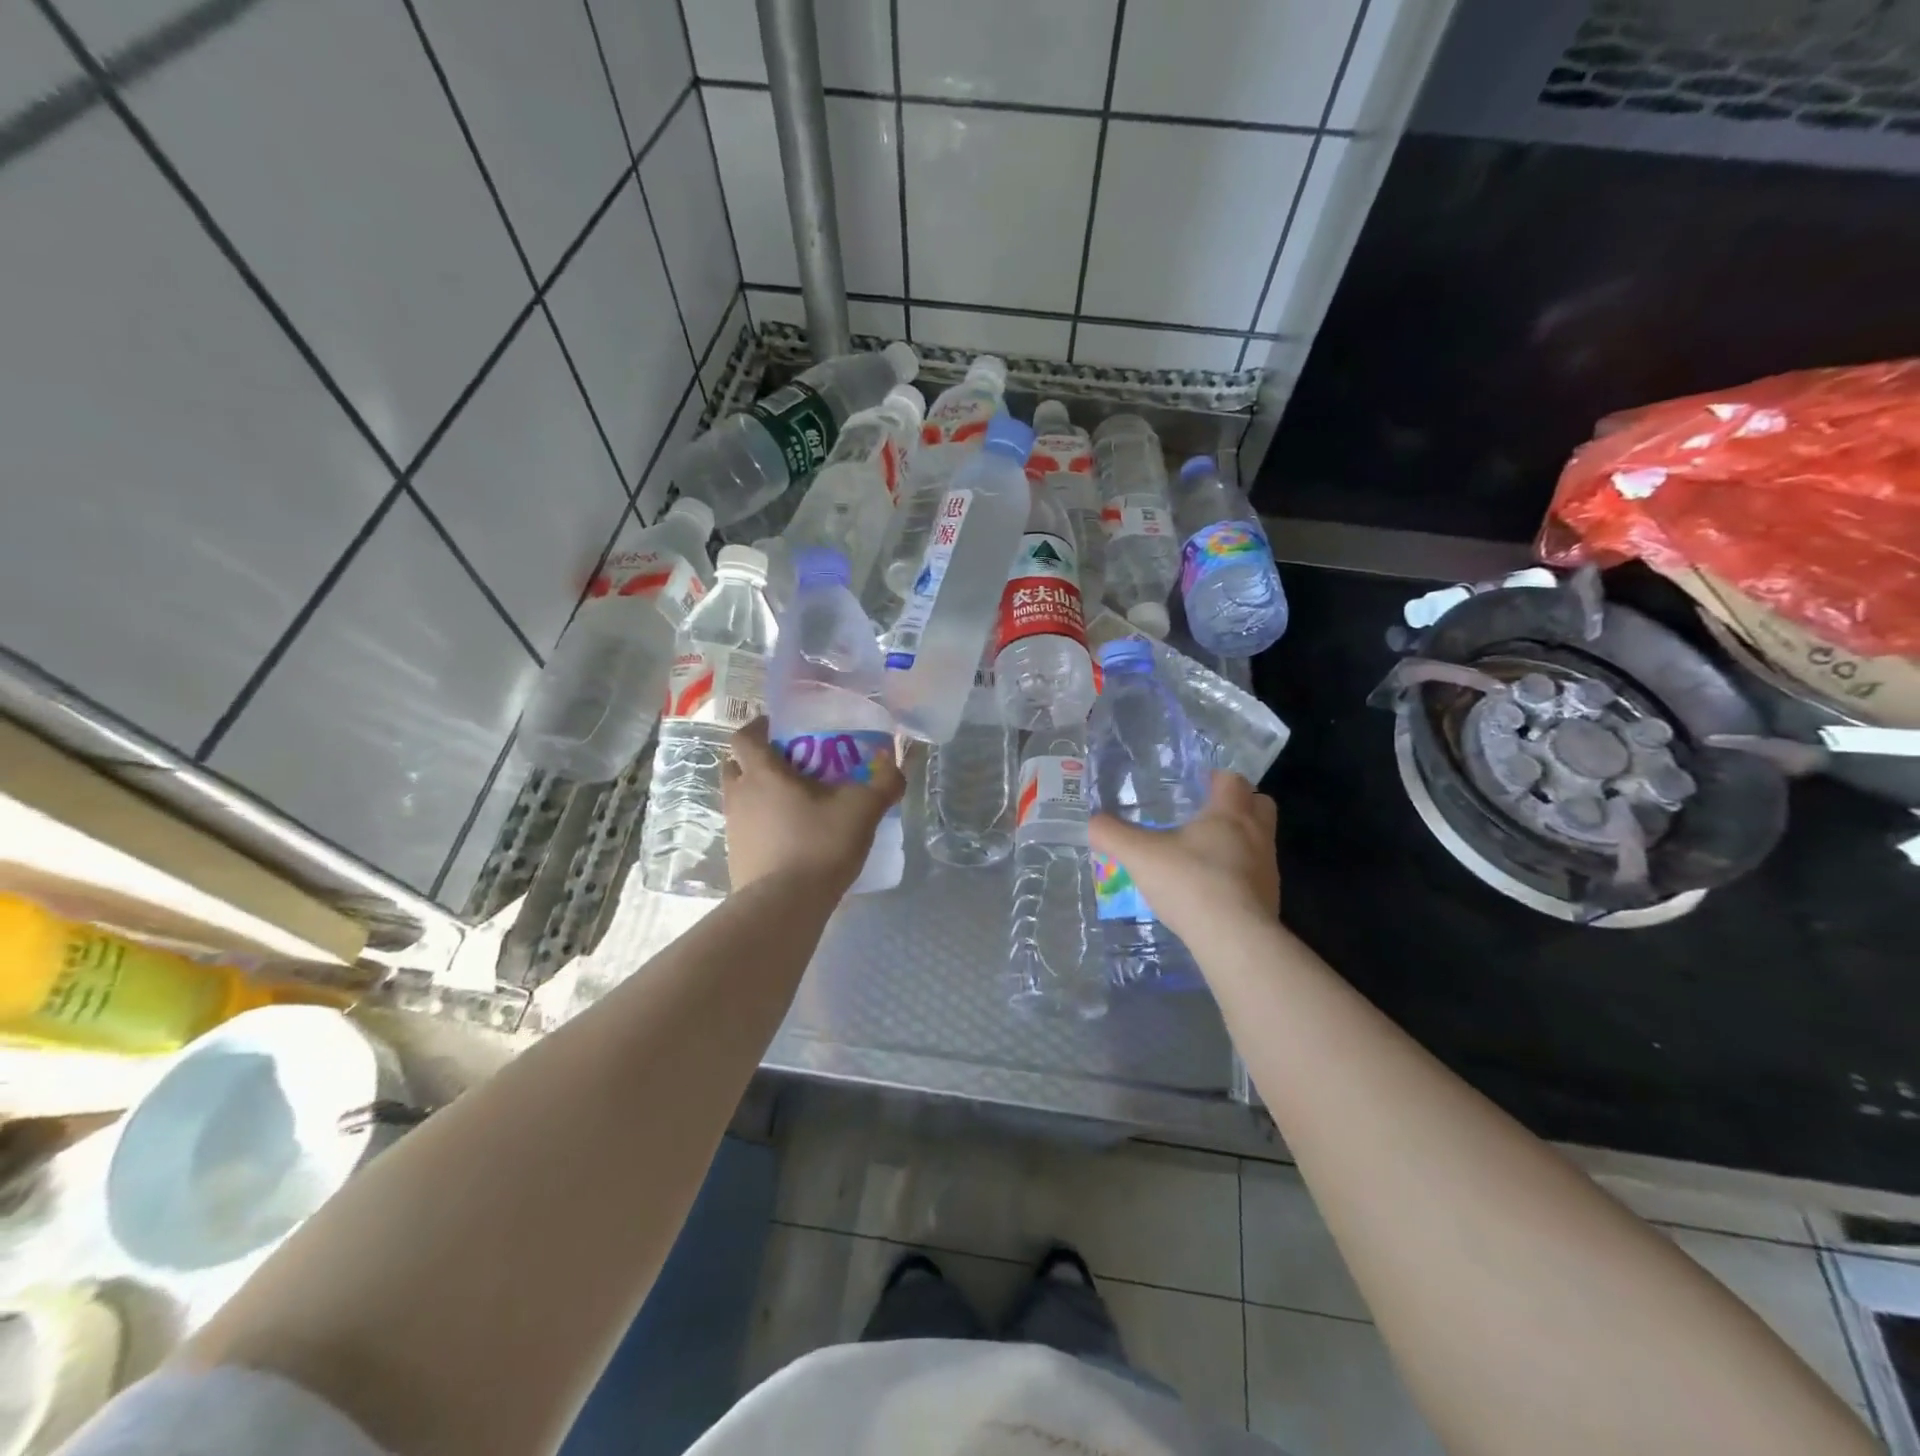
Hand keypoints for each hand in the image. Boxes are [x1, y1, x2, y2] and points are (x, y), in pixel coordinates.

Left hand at [723, 718, 905, 894]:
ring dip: (760, 793)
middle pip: (736, 765)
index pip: (745, 736)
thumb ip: (884, 783)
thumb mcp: (862, 809)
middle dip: (758, 760)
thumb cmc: (819, 844)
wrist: (784, 905)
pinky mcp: (736, 856)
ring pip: (740, 798)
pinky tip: (791, 835)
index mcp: (762, 773)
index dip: (759, 727)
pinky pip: (746, 827)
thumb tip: (896, 765)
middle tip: (791, 765)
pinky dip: (762, 823)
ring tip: (795, 802)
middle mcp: (739, 795)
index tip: (782, 729)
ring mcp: (733, 828)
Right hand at [1088, 771, 1279, 939]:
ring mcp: (1268, 868)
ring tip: (1207, 853)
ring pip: (1261, 840)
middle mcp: (1256, 834)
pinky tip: (1213, 889)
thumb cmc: (1189, 882)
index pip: (1232, 780)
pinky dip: (1240, 874)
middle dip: (1240, 803)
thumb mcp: (1139, 855)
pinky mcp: (1270, 899)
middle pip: (1260, 804)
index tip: (1197, 783)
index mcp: (1228, 813)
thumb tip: (1092, 822)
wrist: (1233, 939)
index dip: (1216, 778)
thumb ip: (1112, 835)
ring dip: (1241, 840)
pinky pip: (1257, 874)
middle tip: (1209, 813)